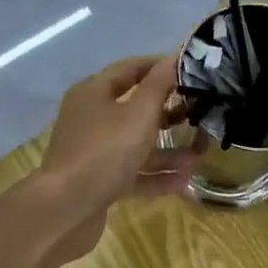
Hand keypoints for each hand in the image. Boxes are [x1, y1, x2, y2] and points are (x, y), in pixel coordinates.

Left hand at [34, 55, 188, 267]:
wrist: (66, 209)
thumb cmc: (104, 151)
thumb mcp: (138, 115)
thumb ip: (159, 86)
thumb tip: (173, 58)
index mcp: (94, 93)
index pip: (130, 69)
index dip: (160, 67)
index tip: (191, 71)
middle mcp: (91, 118)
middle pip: (134, 108)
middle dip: (169, 113)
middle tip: (201, 114)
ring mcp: (93, 152)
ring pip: (135, 144)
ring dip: (167, 150)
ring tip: (200, 154)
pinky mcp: (97, 181)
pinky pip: (132, 172)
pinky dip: (155, 175)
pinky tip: (183, 181)